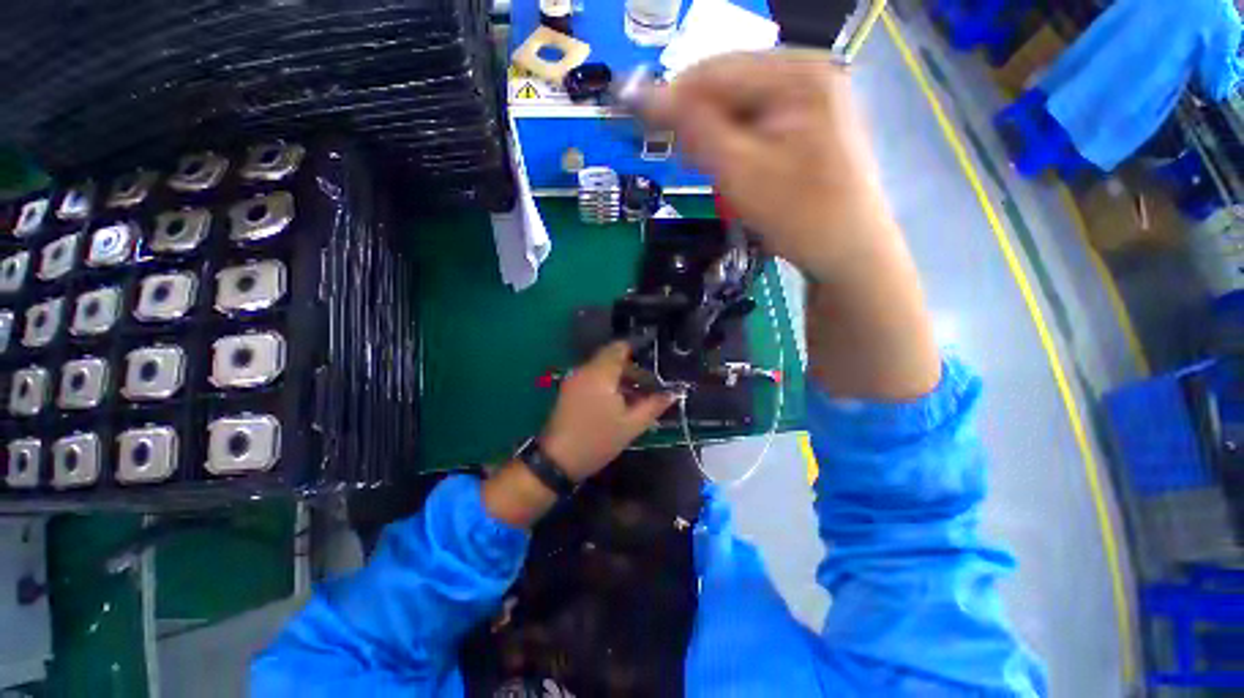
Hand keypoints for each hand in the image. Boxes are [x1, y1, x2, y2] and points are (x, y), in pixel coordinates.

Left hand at [540, 342, 676, 481]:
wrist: (558, 460)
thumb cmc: (598, 441)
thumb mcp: (631, 425)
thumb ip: (653, 406)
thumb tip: (672, 393)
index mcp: (600, 374)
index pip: (619, 348)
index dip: (638, 350)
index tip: (653, 362)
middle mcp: (585, 370)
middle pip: (611, 358)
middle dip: (631, 369)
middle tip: (648, 386)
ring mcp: (574, 379)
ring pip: (602, 368)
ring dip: (620, 377)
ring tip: (636, 397)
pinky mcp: (569, 390)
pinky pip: (592, 377)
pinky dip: (607, 383)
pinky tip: (618, 402)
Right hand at [646, 52, 896, 281]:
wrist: (849, 250)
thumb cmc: (800, 214)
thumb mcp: (741, 172)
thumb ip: (694, 130)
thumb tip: (646, 98)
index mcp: (798, 72)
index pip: (714, 70)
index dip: (671, 99)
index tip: (641, 128)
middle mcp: (807, 70)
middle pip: (728, 85)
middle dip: (699, 123)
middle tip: (687, 160)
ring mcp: (811, 95)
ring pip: (739, 106)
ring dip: (716, 136)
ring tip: (714, 170)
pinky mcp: (809, 120)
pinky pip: (756, 122)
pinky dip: (736, 143)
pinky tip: (735, 167)